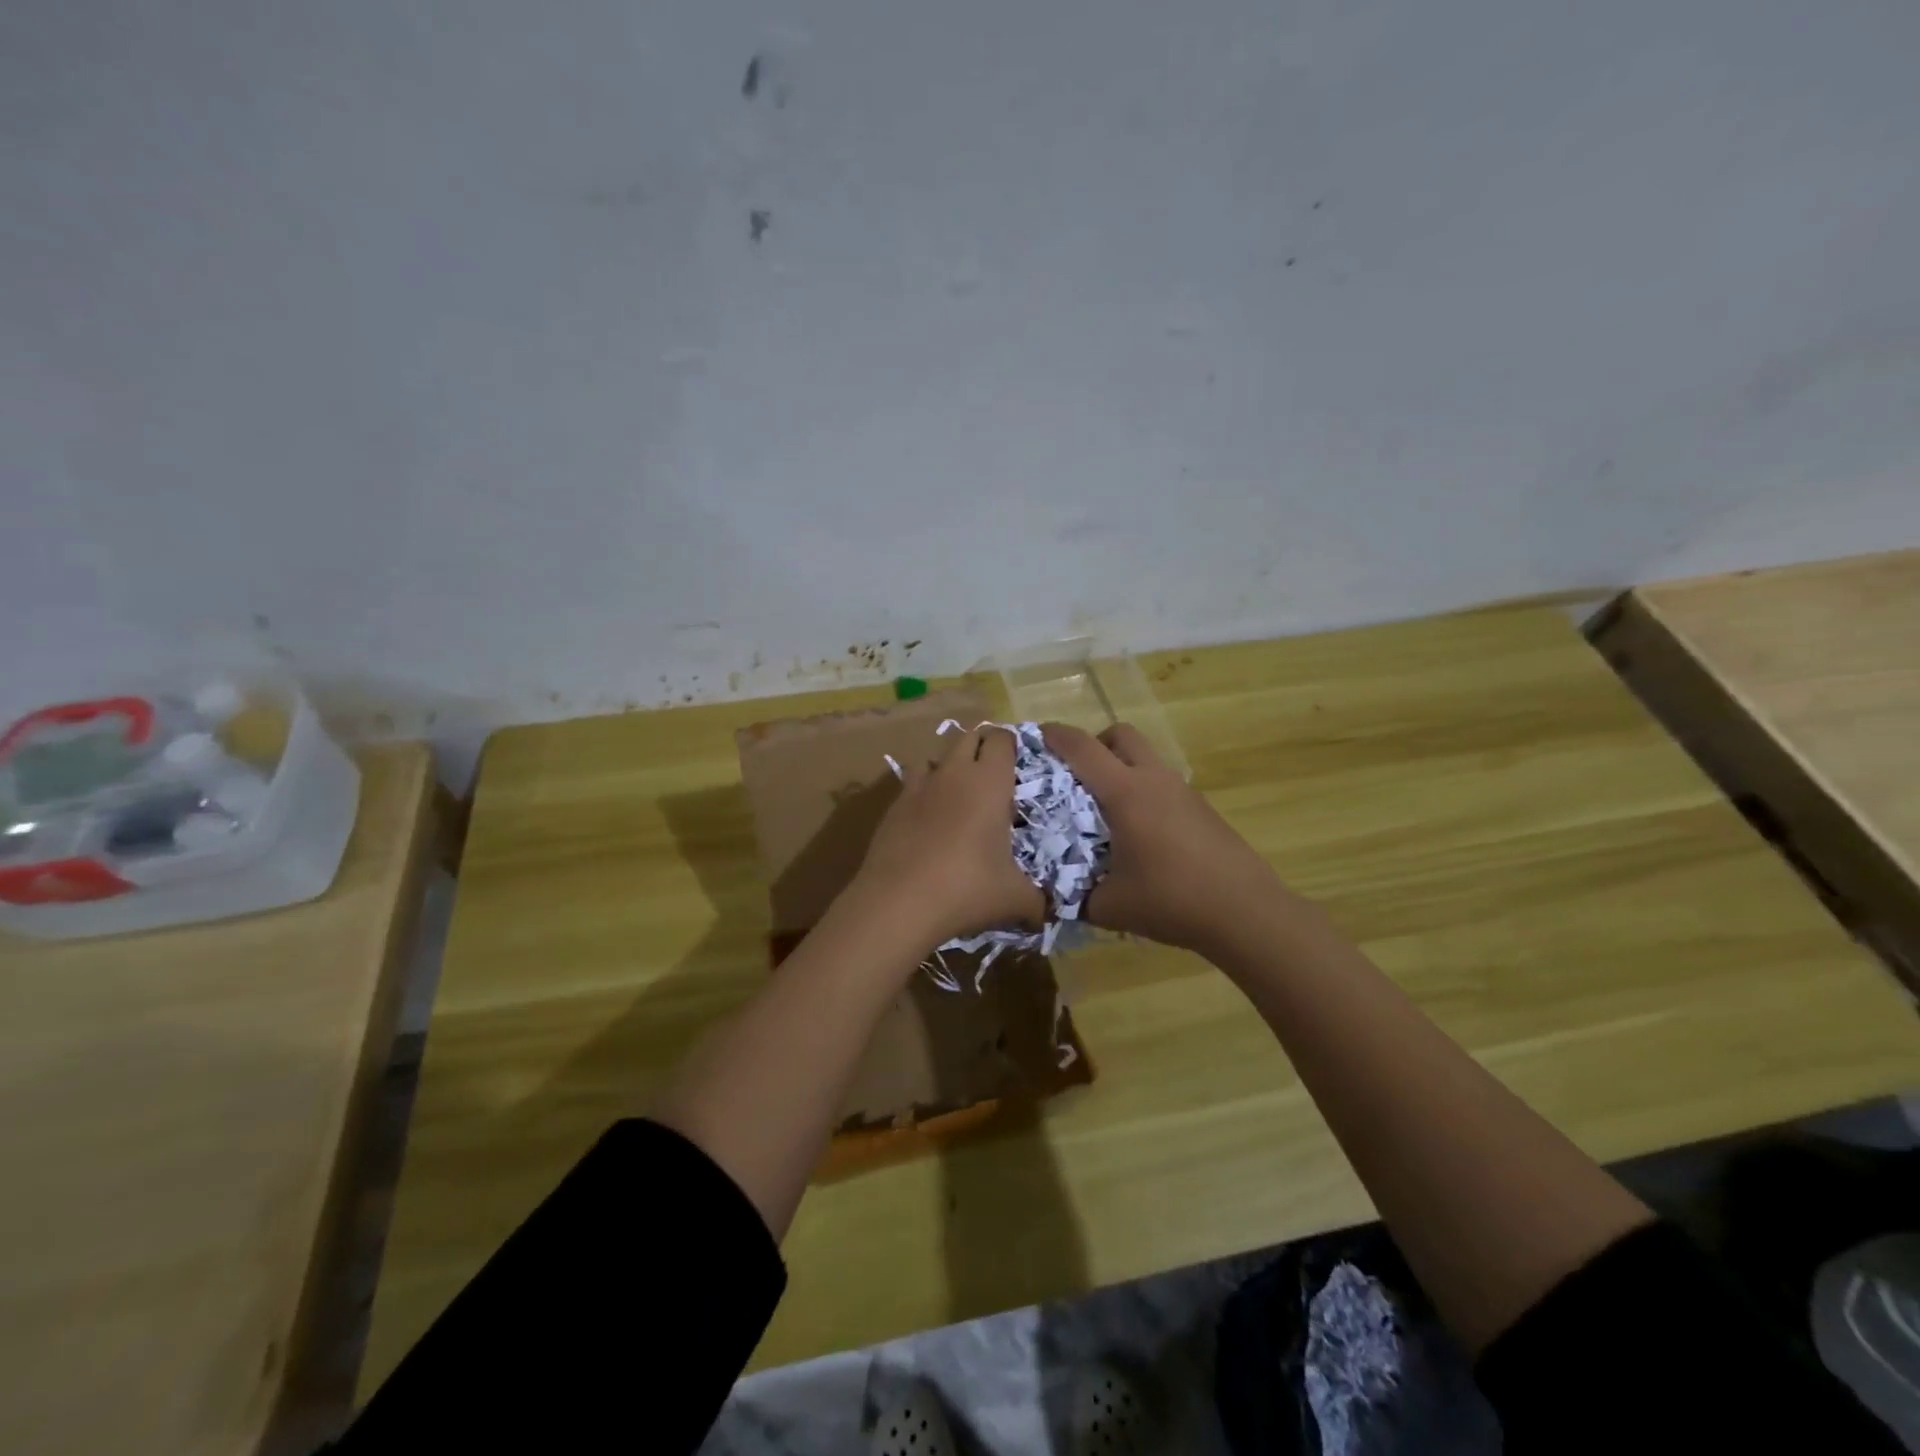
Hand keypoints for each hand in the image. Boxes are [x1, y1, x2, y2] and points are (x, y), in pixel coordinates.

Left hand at [848, 724, 1044, 949]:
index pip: (1002, 740)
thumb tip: (1049, 913)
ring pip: (936, 756)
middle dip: (982, 746)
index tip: (1020, 763)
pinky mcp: (893, 805)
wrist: (898, 902)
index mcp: (989, 782)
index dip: (1012, 745)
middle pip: (968, 736)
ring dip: (950, 765)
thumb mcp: (1014, 899)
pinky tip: (929, 818)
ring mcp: (919, 786)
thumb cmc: (966, 889)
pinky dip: (925, 790)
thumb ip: (1037, 901)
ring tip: (960, 791)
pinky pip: (913, 783)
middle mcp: (953, 773)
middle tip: (995, 774)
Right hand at [1043, 722, 1289, 958]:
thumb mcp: (1108, 906)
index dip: (1054, 735)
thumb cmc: (1171, 900)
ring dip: (1121, 768)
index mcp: (1125, 793)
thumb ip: (1074, 896)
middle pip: (1121, 735)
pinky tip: (1140, 834)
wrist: (1245, 912)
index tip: (1034, 736)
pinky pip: (1162, 784)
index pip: (1082, 747)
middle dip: (1094, 744)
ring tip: (1105, 810)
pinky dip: (1143, 792)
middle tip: (1076, 775)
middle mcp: (1154, 780)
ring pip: (1145, 759)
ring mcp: (1182, 792)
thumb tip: (1054, 897)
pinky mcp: (1201, 808)